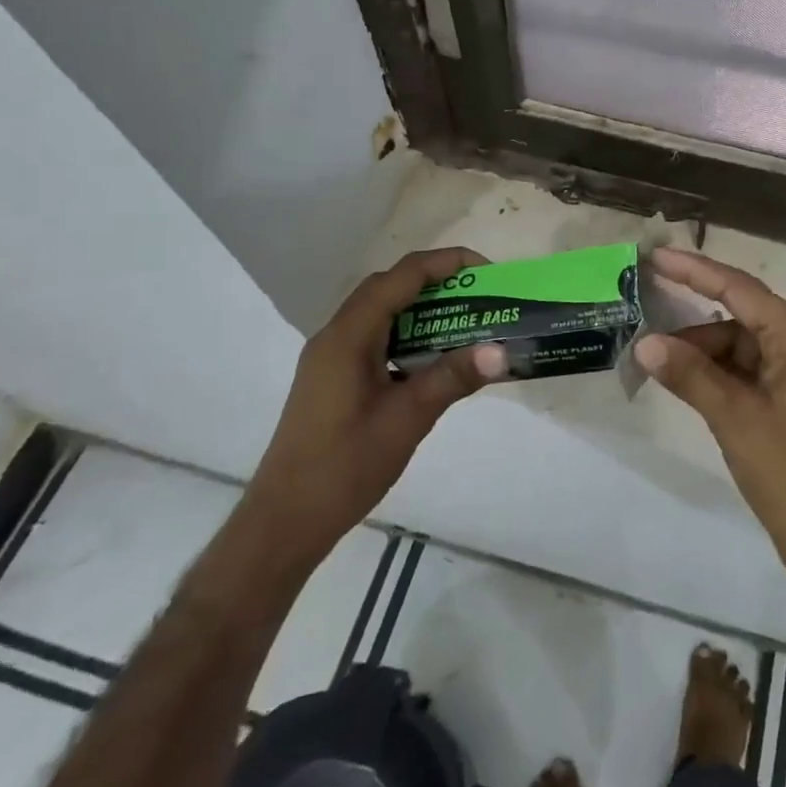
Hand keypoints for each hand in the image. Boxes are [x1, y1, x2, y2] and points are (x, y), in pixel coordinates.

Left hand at [243, 248, 506, 564]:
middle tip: (479, 295)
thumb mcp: (408, 419)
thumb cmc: (344, 466)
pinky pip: (375, 339)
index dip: (445, 264)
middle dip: (436, 282)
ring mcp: (330, 358)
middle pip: (388, 288)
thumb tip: (501, 351)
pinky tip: (433, 359)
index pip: (400, 277)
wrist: (284, 522)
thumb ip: (453, 378)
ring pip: (380, 314)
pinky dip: (407, 335)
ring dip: (421, 309)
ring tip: (465, 321)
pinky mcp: (333, 379)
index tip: (486, 271)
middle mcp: (335, 336)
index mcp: (348, 336)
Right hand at [635, 249, 785, 630]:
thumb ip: (690, 375)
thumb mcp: (735, 419)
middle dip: (691, 319)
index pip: (740, 290)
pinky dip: (712, 373)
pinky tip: (680, 380)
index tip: (656, 256)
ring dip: (699, 351)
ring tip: (653, 360)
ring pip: (737, 345)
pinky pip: (742, 371)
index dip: (695, 270)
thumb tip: (645, 343)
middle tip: (644, 311)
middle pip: (738, 315)